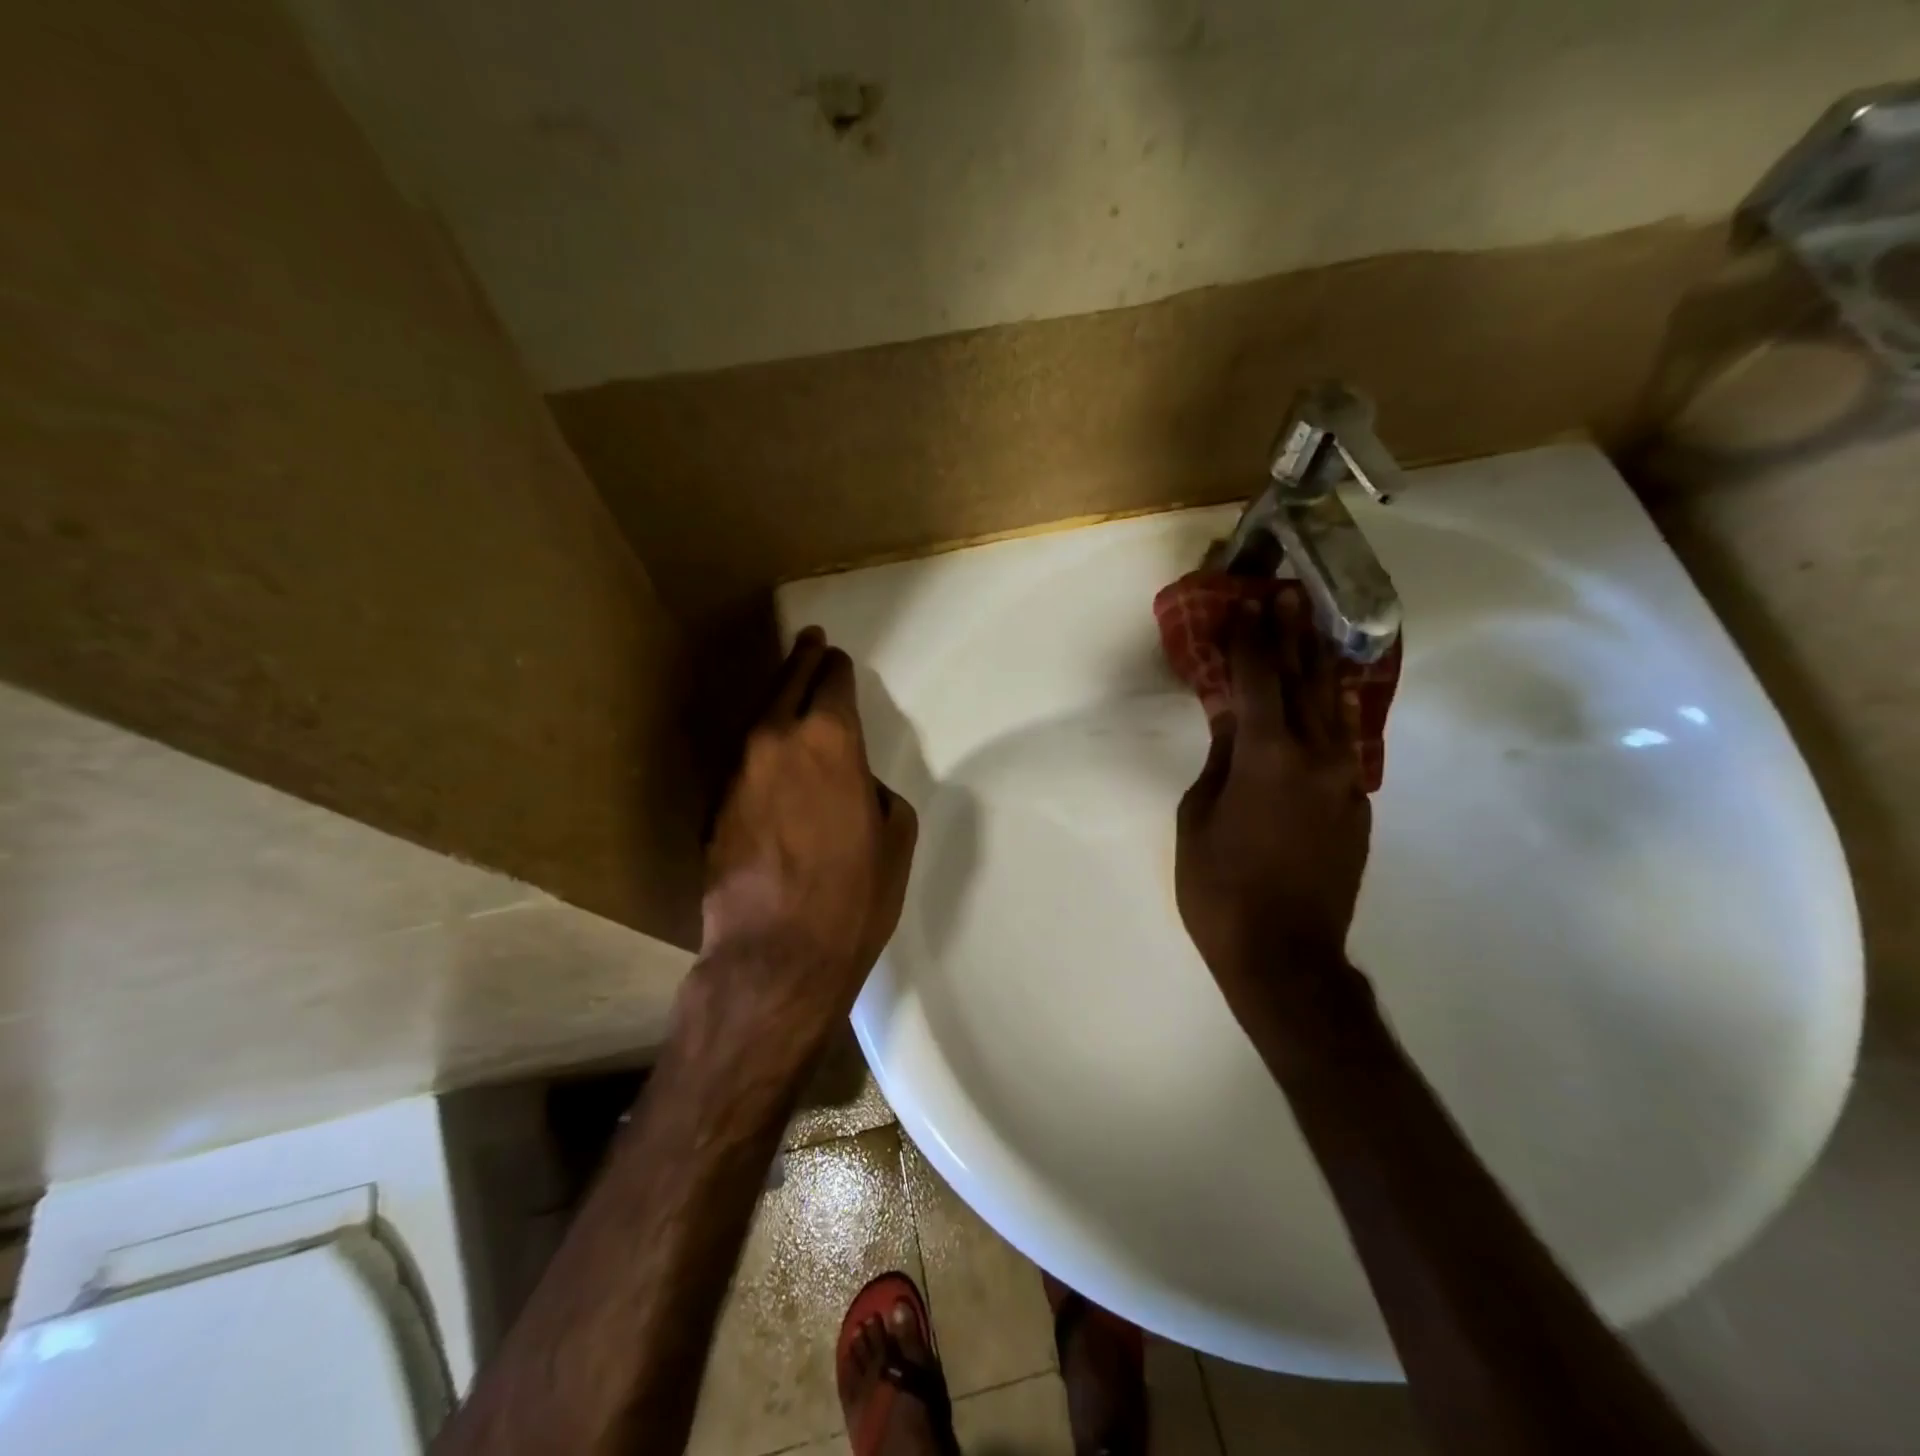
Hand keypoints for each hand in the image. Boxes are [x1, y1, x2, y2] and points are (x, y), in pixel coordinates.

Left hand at [696, 628, 917, 1051]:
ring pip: (758, 715)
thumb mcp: (895, 838)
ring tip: (787, 682)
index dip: (838, 668)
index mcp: (830, 741)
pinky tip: (767, 749)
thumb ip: (875, 791)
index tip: (838, 659)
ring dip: (776, 695)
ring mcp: (736, 771)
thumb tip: (853, 784)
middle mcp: (776, 740)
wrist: (775, 957)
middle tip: (809, 640)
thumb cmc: (853, 898)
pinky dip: (758, 743)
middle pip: (788, 681)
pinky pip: (742, 757)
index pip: (832, 681)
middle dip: (802, 658)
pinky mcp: (713, 805)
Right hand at [1175, 597, 1370, 1011]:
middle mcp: (1316, 757)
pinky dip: (1332, 713)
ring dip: (1321, 666)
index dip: (1250, 641)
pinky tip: (1326, 700)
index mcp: (1267, 756)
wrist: (1285, 955)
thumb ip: (1219, 761)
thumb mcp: (1198, 818)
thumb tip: (1233, 722)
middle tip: (1290, 596)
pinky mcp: (1356, 806)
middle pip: (1304, 682)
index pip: (1259, 681)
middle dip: (1293, 636)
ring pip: (1335, 709)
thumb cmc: (1220, 888)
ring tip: (1314, 632)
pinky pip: (1344, 744)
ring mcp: (1344, 781)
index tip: (1244, 606)